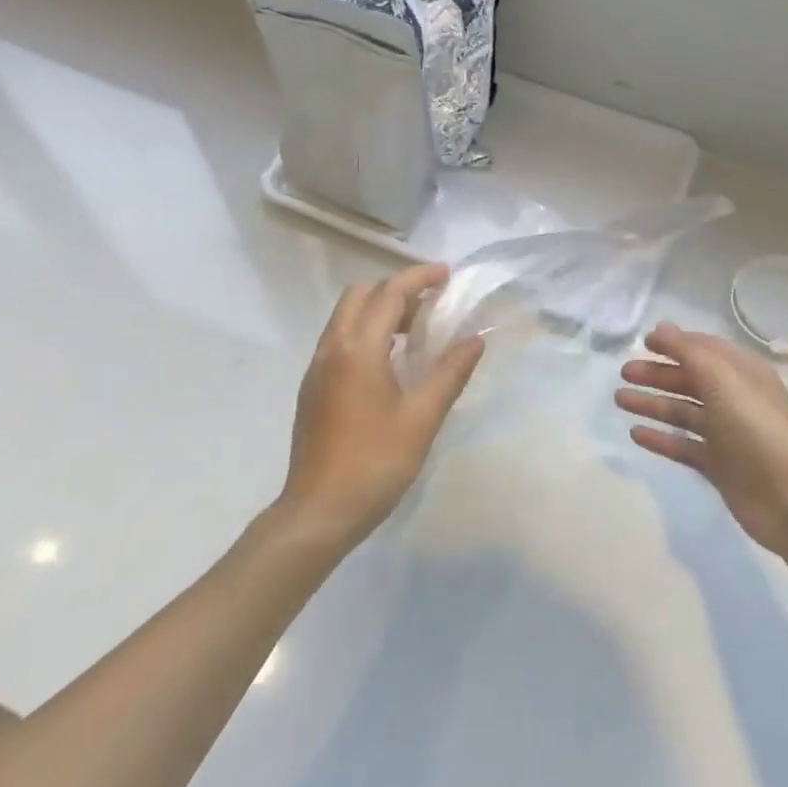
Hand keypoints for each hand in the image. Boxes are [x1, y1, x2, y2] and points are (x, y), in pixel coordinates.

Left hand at [278, 264, 485, 551]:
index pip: (390, 293)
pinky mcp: (312, 387)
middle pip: (361, 296)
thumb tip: (475, 339)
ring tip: (416, 335)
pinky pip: (339, 340)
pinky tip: (389, 365)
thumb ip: (450, 372)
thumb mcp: (422, 417)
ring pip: (346, 317)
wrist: (319, 511)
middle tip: (430, 309)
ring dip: (379, 312)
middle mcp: (332, 348)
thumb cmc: (376, 462)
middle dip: (396, 291)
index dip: (419, 278)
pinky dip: (364, 333)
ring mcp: (317, 368)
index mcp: (359, 349)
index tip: (446, 275)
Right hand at [617, 323, 787, 559]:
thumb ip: (688, 351)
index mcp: (742, 373)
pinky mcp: (719, 466)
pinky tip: (636, 434)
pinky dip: (661, 439)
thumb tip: (661, 328)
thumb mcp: (722, 378)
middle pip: (690, 380)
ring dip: (653, 403)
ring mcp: (727, 434)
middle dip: (657, 374)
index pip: (704, 349)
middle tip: (624, 373)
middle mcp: (735, 399)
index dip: (675, 343)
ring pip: (683, 412)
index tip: (643, 342)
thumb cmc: (757, 428)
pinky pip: (684, 446)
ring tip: (620, 400)